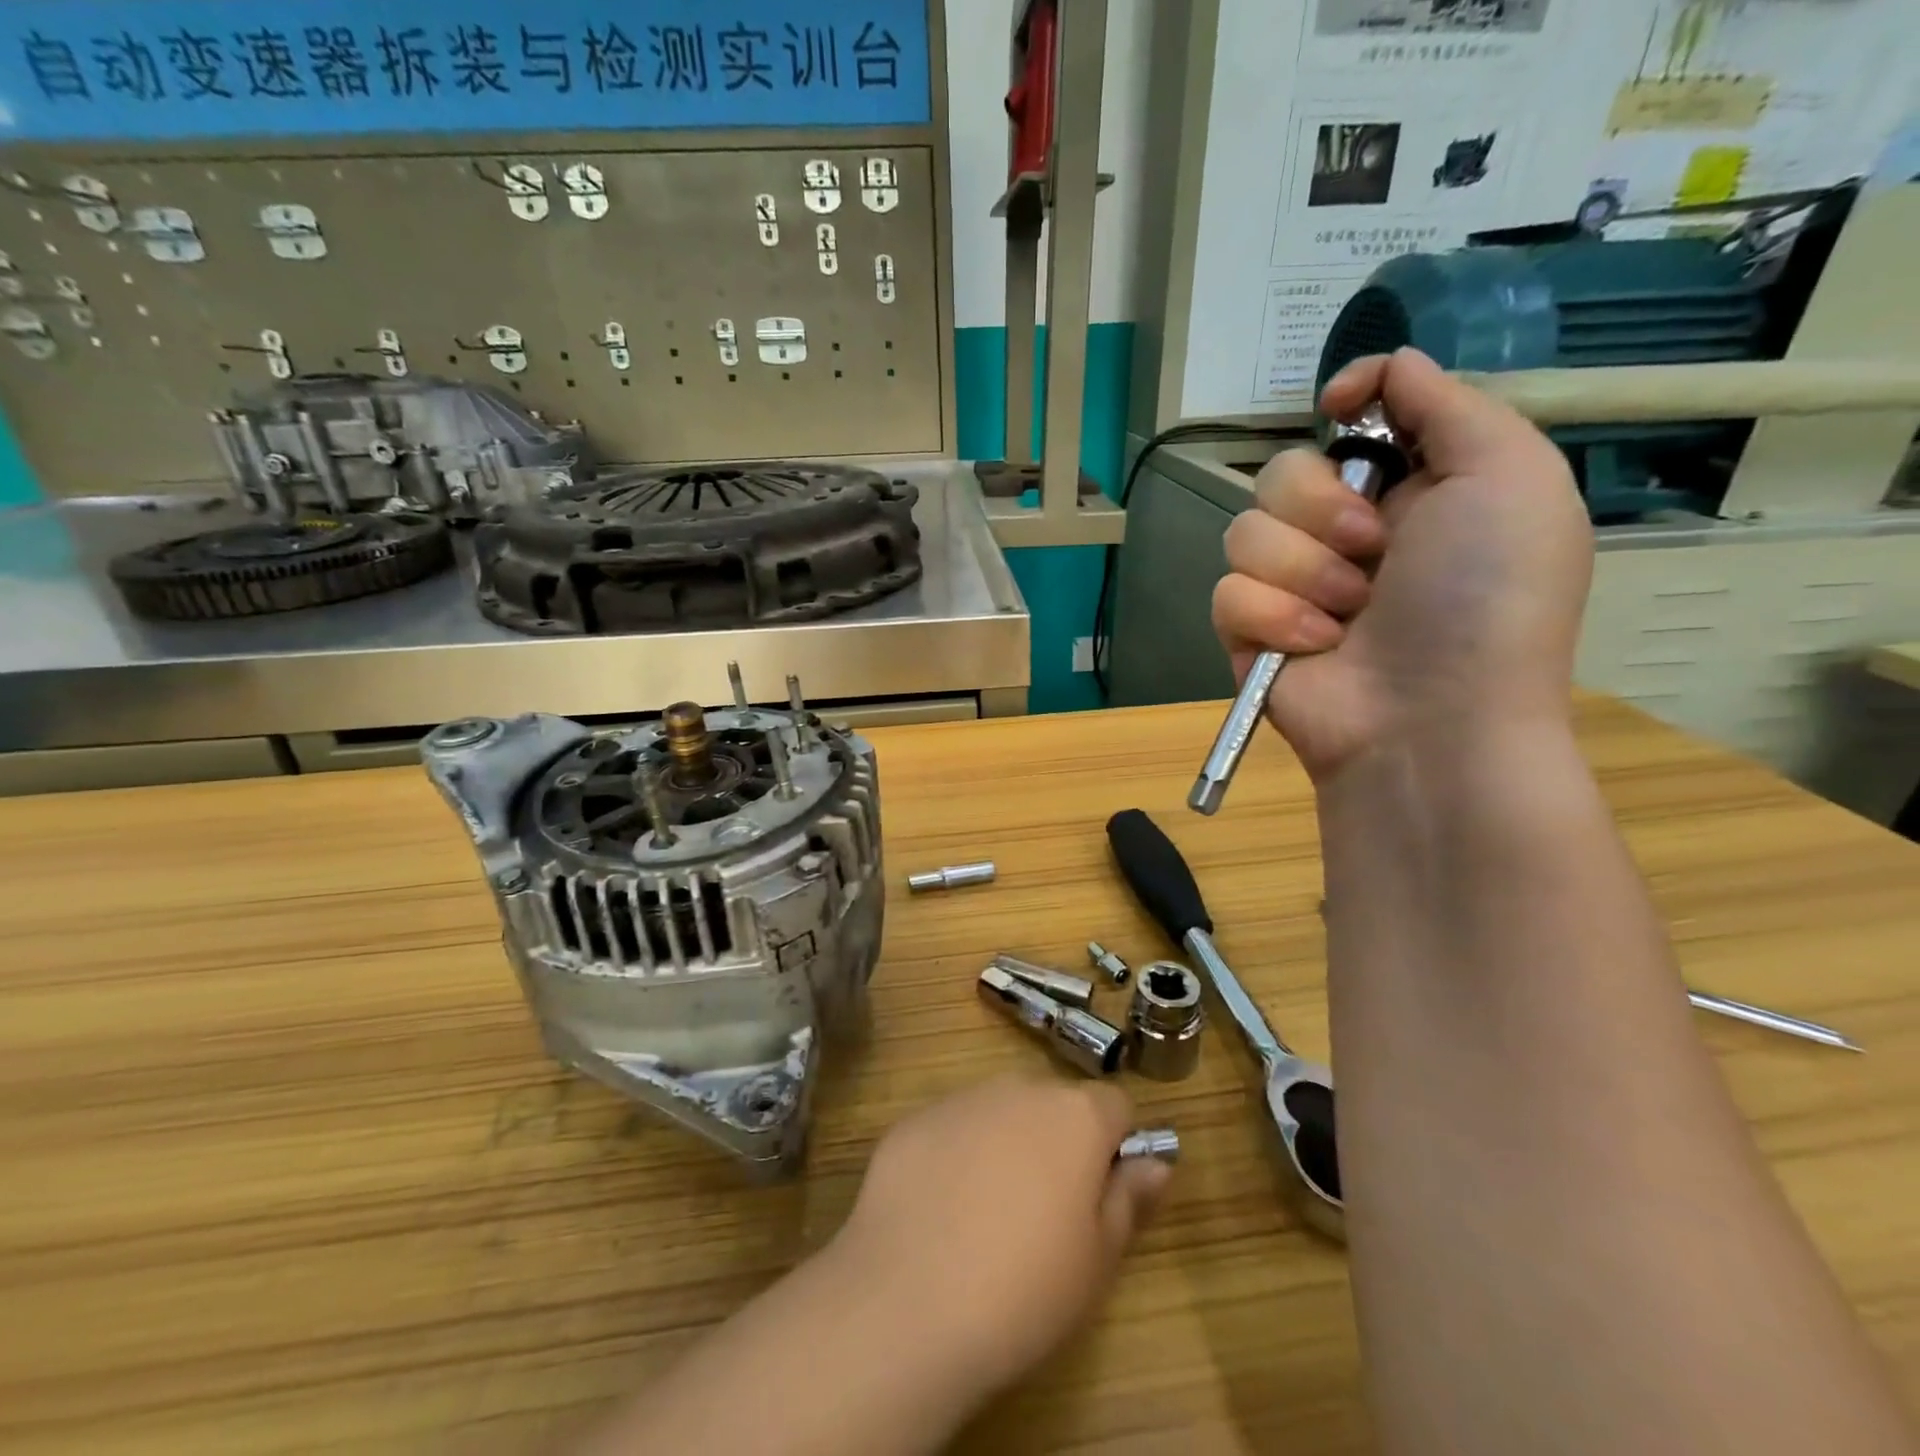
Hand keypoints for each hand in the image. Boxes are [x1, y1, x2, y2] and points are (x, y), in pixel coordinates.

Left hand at [829, 1077, 1170, 1395]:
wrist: (907, 1301)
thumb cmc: (1024, 1288)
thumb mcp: (1098, 1260)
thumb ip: (1130, 1199)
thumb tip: (1155, 1162)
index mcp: (1075, 1115)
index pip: (1117, 1106)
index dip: (1117, 1146)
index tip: (1102, 1195)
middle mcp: (1019, 1087)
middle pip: (1055, 1105)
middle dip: (1058, 1143)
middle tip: (1044, 1215)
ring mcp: (961, 1099)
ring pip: (1001, 1113)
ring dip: (1006, 1145)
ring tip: (986, 1217)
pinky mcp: (914, 1120)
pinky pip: (952, 1129)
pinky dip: (956, 1156)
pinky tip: (940, 1214)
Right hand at [1212, 348, 1593, 782]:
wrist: (1431, 721)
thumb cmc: (1485, 600)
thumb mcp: (1510, 479)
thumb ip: (1451, 405)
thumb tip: (1385, 368)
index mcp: (1412, 489)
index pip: (1356, 420)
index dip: (1348, 404)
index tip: (1341, 407)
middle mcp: (1347, 532)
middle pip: (1283, 471)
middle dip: (1322, 510)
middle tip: (1372, 552)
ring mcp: (1293, 584)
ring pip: (1246, 531)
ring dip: (1302, 571)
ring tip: (1346, 615)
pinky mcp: (1250, 630)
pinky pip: (1228, 592)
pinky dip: (1272, 618)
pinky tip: (1314, 647)